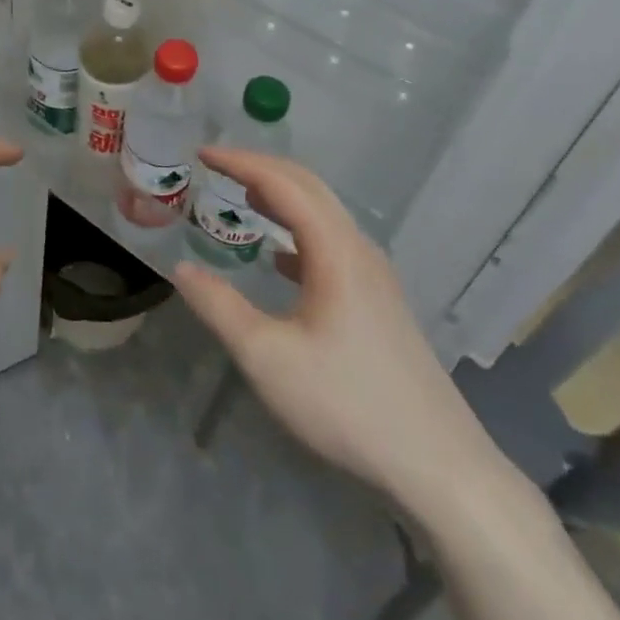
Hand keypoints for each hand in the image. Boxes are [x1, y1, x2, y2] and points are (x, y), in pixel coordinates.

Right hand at [174, 150, 509, 520]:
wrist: (438, 465)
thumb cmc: (347, 404)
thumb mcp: (267, 358)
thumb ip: (219, 307)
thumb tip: (181, 269)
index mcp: (335, 251)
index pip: (284, 184)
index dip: (241, 162)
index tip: (202, 153)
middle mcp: (359, 250)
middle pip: (309, 188)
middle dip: (261, 169)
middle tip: (217, 166)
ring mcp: (375, 277)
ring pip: (324, 216)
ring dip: (282, 197)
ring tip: (244, 197)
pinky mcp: (380, 302)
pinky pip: (333, 245)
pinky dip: (299, 233)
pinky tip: (280, 259)